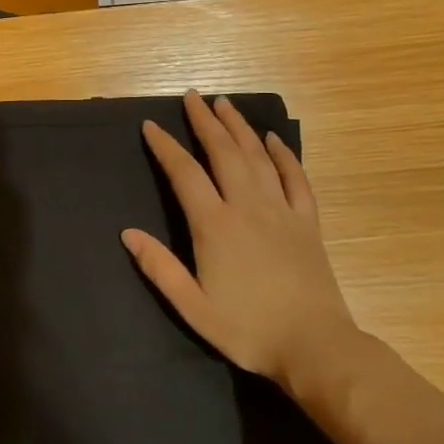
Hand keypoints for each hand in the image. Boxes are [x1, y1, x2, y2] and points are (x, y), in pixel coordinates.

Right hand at [121, 91, 356, 390]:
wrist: (316, 347)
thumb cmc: (248, 329)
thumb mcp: (193, 306)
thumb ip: (159, 268)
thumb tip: (127, 233)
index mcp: (215, 225)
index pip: (185, 174)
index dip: (166, 147)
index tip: (151, 125)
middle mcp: (247, 207)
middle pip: (223, 152)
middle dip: (205, 122)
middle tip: (192, 96)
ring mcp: (281, 211)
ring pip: (257, 157)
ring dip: (239, 127)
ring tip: (224, 104)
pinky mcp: (307, 222)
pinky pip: (295, 178)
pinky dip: (283, 155)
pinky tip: (273, 139)